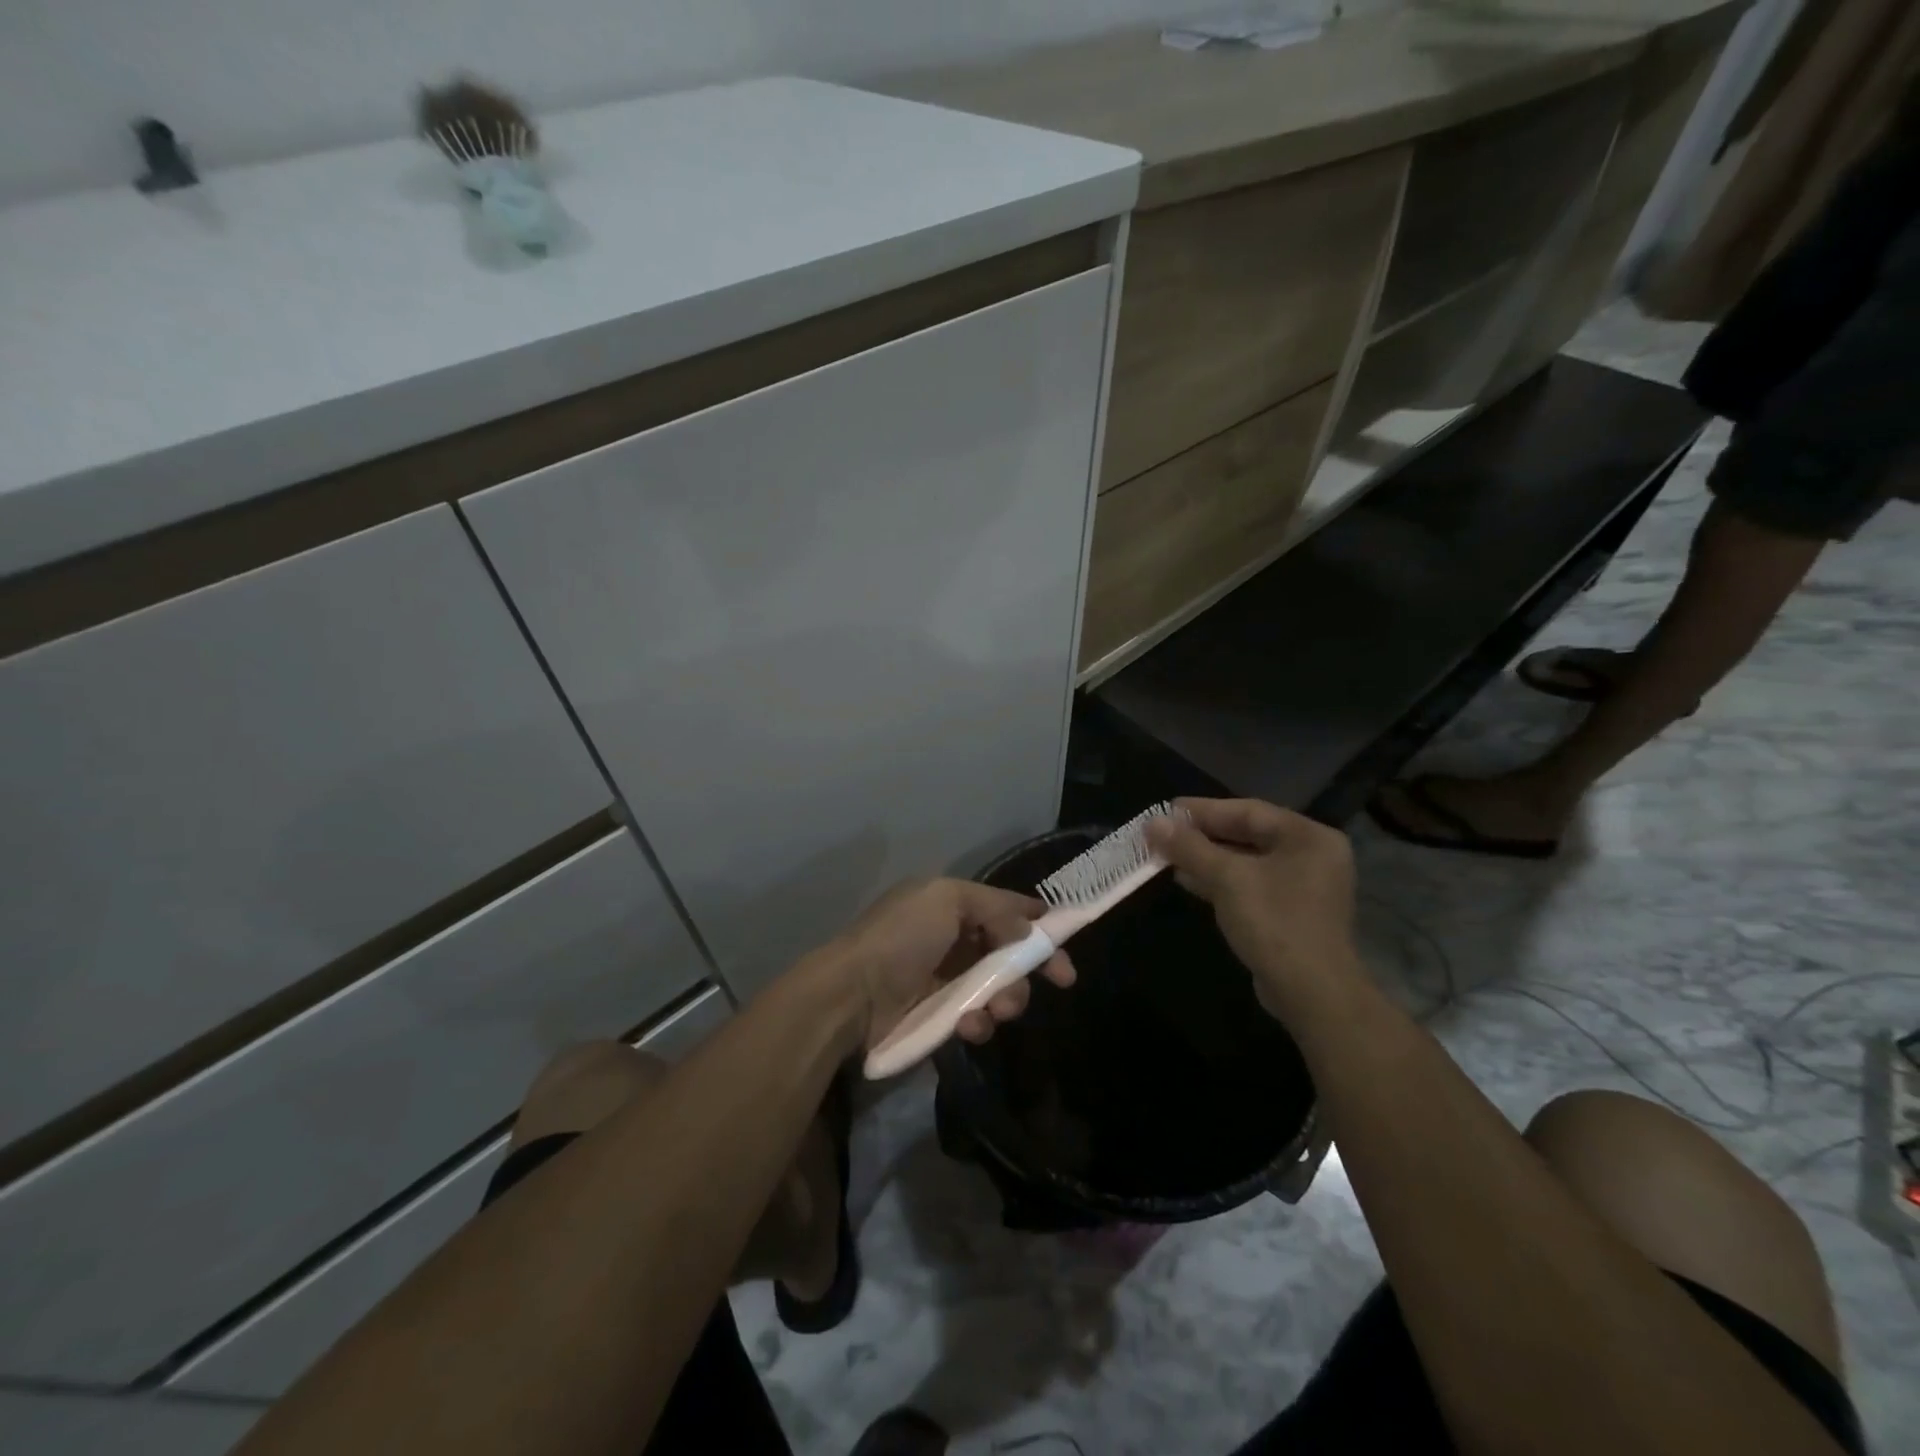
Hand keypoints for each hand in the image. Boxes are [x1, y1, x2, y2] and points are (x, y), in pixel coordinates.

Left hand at [814, 878, 1075, 1053]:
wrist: (852, 995)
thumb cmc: (901, 938)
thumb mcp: (946, 899)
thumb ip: (994, 907)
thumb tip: (1027, 927)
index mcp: (950, 904)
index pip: (1005, 909)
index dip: (1037, 924)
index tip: (1066, 942)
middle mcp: (952, 938)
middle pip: (1010, 951)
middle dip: (1032, 966)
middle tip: (1060, 979)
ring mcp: (946, 979)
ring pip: (999, 988)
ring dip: (1008, 997)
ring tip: (997, 1009)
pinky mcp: (940, 1016)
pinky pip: (976, 1017)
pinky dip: (979, 1021)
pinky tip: (968, 1025)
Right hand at [1146, 798, 1360, 1022]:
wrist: (1312, 993)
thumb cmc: (1275, 923)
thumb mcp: (1227, 879)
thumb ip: (1190, 847)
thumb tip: (1153, 822)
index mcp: (1307, 837)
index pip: (1248, 811)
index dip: (1203, 810)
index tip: (1166, 810)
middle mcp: (1311, 855)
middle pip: (1248, 834)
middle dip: (1202, 836)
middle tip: (1163, 832)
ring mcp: (1304, 887)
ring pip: (1246, 862)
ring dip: (1206, 859)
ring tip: (1167, 855)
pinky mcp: (1291, 913)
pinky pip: (1250, 885)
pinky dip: (1220, 881)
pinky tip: (1188, 880)